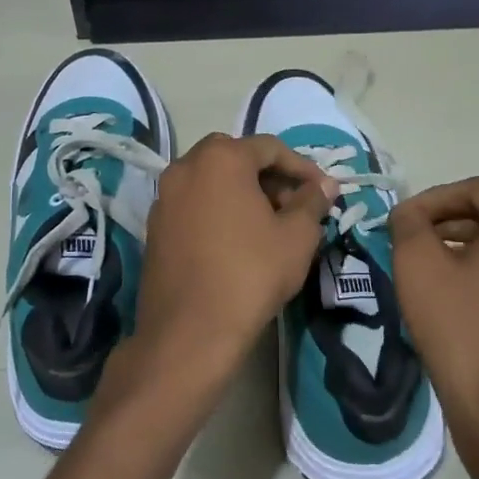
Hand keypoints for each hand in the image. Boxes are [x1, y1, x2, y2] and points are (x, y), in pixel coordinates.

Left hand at [124, 133, 334, 410]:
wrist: (190, 331)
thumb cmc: (251, 274)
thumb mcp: (297, 237)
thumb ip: (312, 202)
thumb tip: (324, 185)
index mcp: (221, 158)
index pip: (270, 147)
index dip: (302, 167)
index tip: (323, 191)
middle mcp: (185, 167)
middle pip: (237, 159)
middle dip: (270, 178)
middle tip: (295, 206)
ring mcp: (164, 197)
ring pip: (213, 181)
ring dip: (244, 193)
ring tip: (270, 226)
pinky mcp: (155, 226)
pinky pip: (194, 204)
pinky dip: (219, 211)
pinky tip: (239, 241)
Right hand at [389, 177, 478, 457]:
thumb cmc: (458, 327)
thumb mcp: (417, 264)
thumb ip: (408, 223)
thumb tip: (409, 213)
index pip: (478, 190)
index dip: (434, 198)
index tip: (403, 220)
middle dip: (447, 224)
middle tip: (409, 242)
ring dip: (464, 249)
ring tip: (427, 269)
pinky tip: (454, 297)